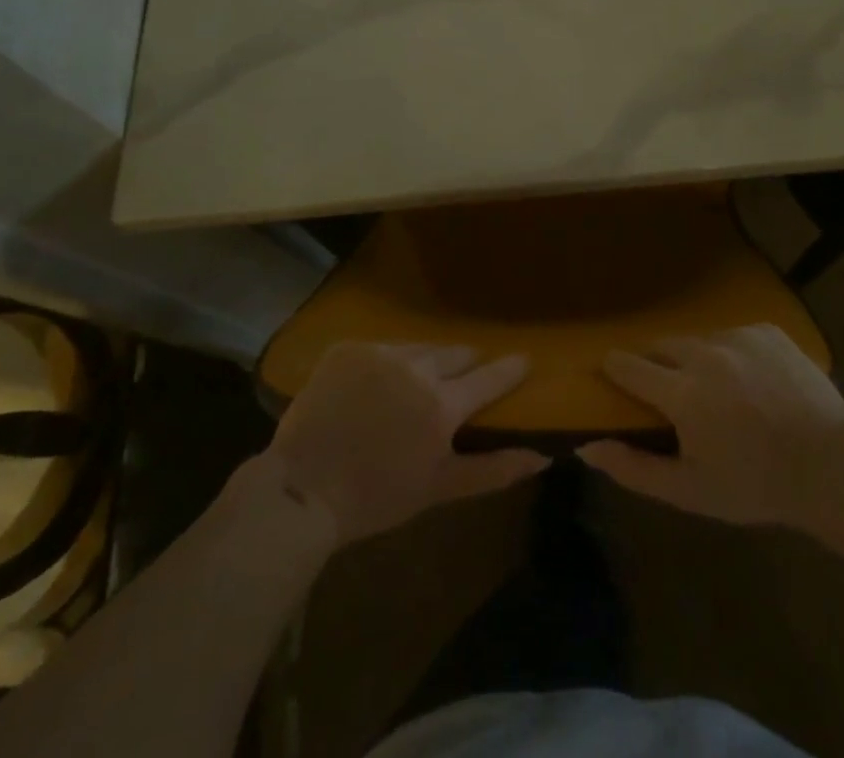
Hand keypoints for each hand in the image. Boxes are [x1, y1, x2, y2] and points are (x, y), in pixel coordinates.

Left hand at [269, 342, 549, 546]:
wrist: (301, 489)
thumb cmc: (376, 497)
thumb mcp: (439, 489)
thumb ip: (493, 470)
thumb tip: (541, 456)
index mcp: (442, 404)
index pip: (488, 378)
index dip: (510, 368)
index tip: (525, 358)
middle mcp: (416, 368)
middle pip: (455, 354)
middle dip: (467, 361)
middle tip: (469, 370)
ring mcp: (379, 354)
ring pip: (419, 347)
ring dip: (429, 359)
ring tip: (425, 374)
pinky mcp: (348, 349)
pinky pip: (382, 347)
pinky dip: (389, 361)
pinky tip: (381, 380)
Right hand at [579, 324, 843, 527]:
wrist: (832, 466)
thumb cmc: (756, 485)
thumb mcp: (690, 490)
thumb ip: (634, 468)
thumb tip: (586, 447)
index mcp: (683, 393)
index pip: (629, 366)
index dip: (615, 368)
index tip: (611, 372)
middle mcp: (705, 352)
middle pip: (662, 345)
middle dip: (657, 364)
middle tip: (669, 391)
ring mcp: (739, 336)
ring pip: (699, 339)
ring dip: (696, 359)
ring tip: (717, 389)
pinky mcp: (767, 330)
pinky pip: (734, 334)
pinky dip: (731, 352)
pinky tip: (751, 381)